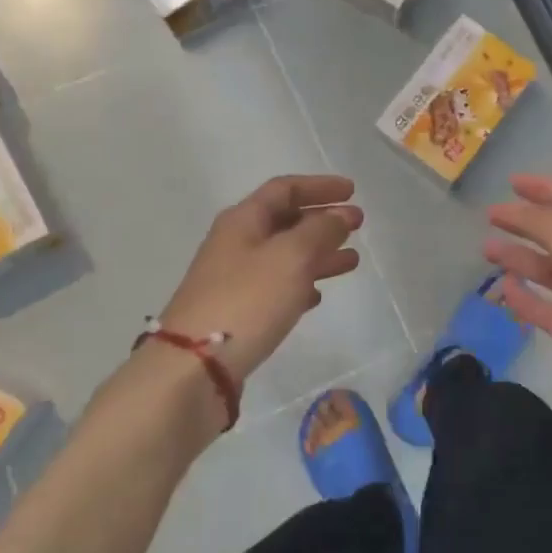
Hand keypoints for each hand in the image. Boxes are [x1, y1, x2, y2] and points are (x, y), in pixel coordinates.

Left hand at [126, 175, 362, 432]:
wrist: (193, 366)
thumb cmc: (247, 300)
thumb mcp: (291, 257)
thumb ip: (321, 231)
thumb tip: (342, 214)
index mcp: (244, 220)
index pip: (284, 189)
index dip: (319, 186)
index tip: (353, 192)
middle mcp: (237, 243)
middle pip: (285, 221)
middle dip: (323, 220)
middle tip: (358, 226)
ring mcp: (234, 279)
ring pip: (285, 255)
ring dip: (319, 253)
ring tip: (351, 261)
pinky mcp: (237, 311)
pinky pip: (276, 287)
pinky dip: (301, 284)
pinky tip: (318, 296)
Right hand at [484, 174, 551, 479]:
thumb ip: (548, 224)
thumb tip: (521, 209)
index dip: (545, 189)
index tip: (510, 183)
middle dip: (528, 224)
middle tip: (490, 218)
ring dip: (522, 259)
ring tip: (486, 251)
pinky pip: (549, 309)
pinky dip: (528, 298)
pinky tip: (504, 290)